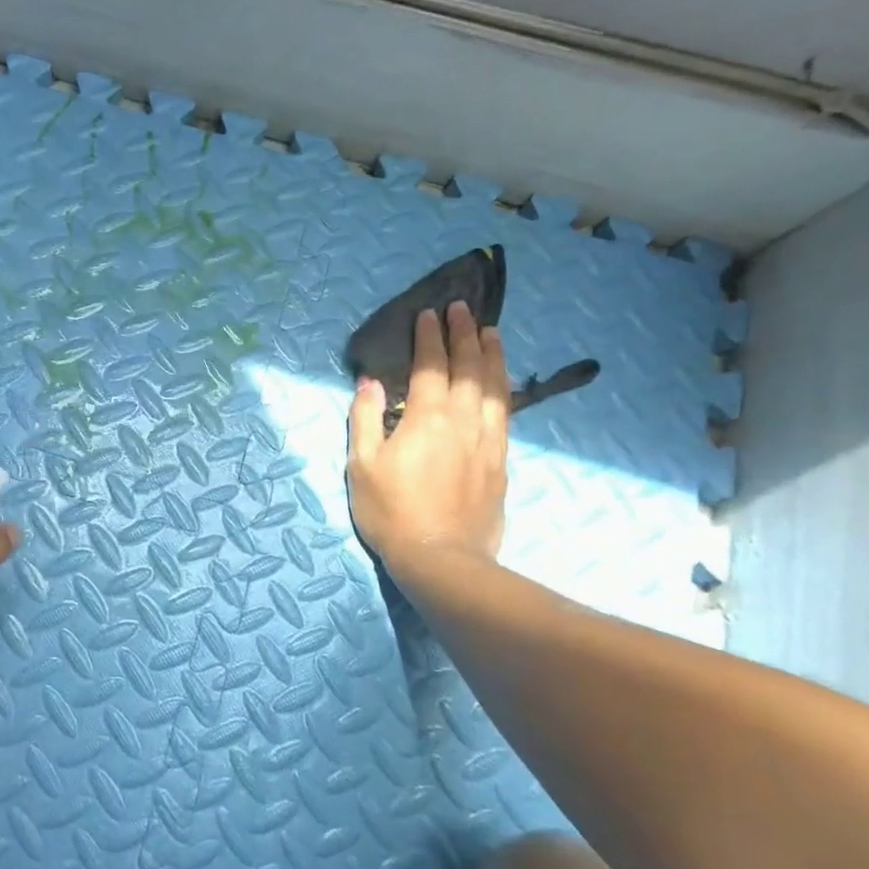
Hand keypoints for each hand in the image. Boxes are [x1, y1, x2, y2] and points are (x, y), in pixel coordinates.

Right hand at [347, 300, 508, 570]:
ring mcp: (487, 440)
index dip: (430, 337)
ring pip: (495, 386)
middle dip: (465, 334)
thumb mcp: (362, 465)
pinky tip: (502, 383)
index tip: (429, 313)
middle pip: (469, 367)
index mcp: (426, 417)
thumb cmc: (391, 512)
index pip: (431, 365)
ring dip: (492, 355)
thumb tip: (370, 382)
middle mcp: (463, 420)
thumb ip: (365, 419)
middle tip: (463, 309)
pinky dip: (505, 388)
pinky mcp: (500, 461)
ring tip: (492, 332)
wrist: (440, 559)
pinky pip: (506, 413)